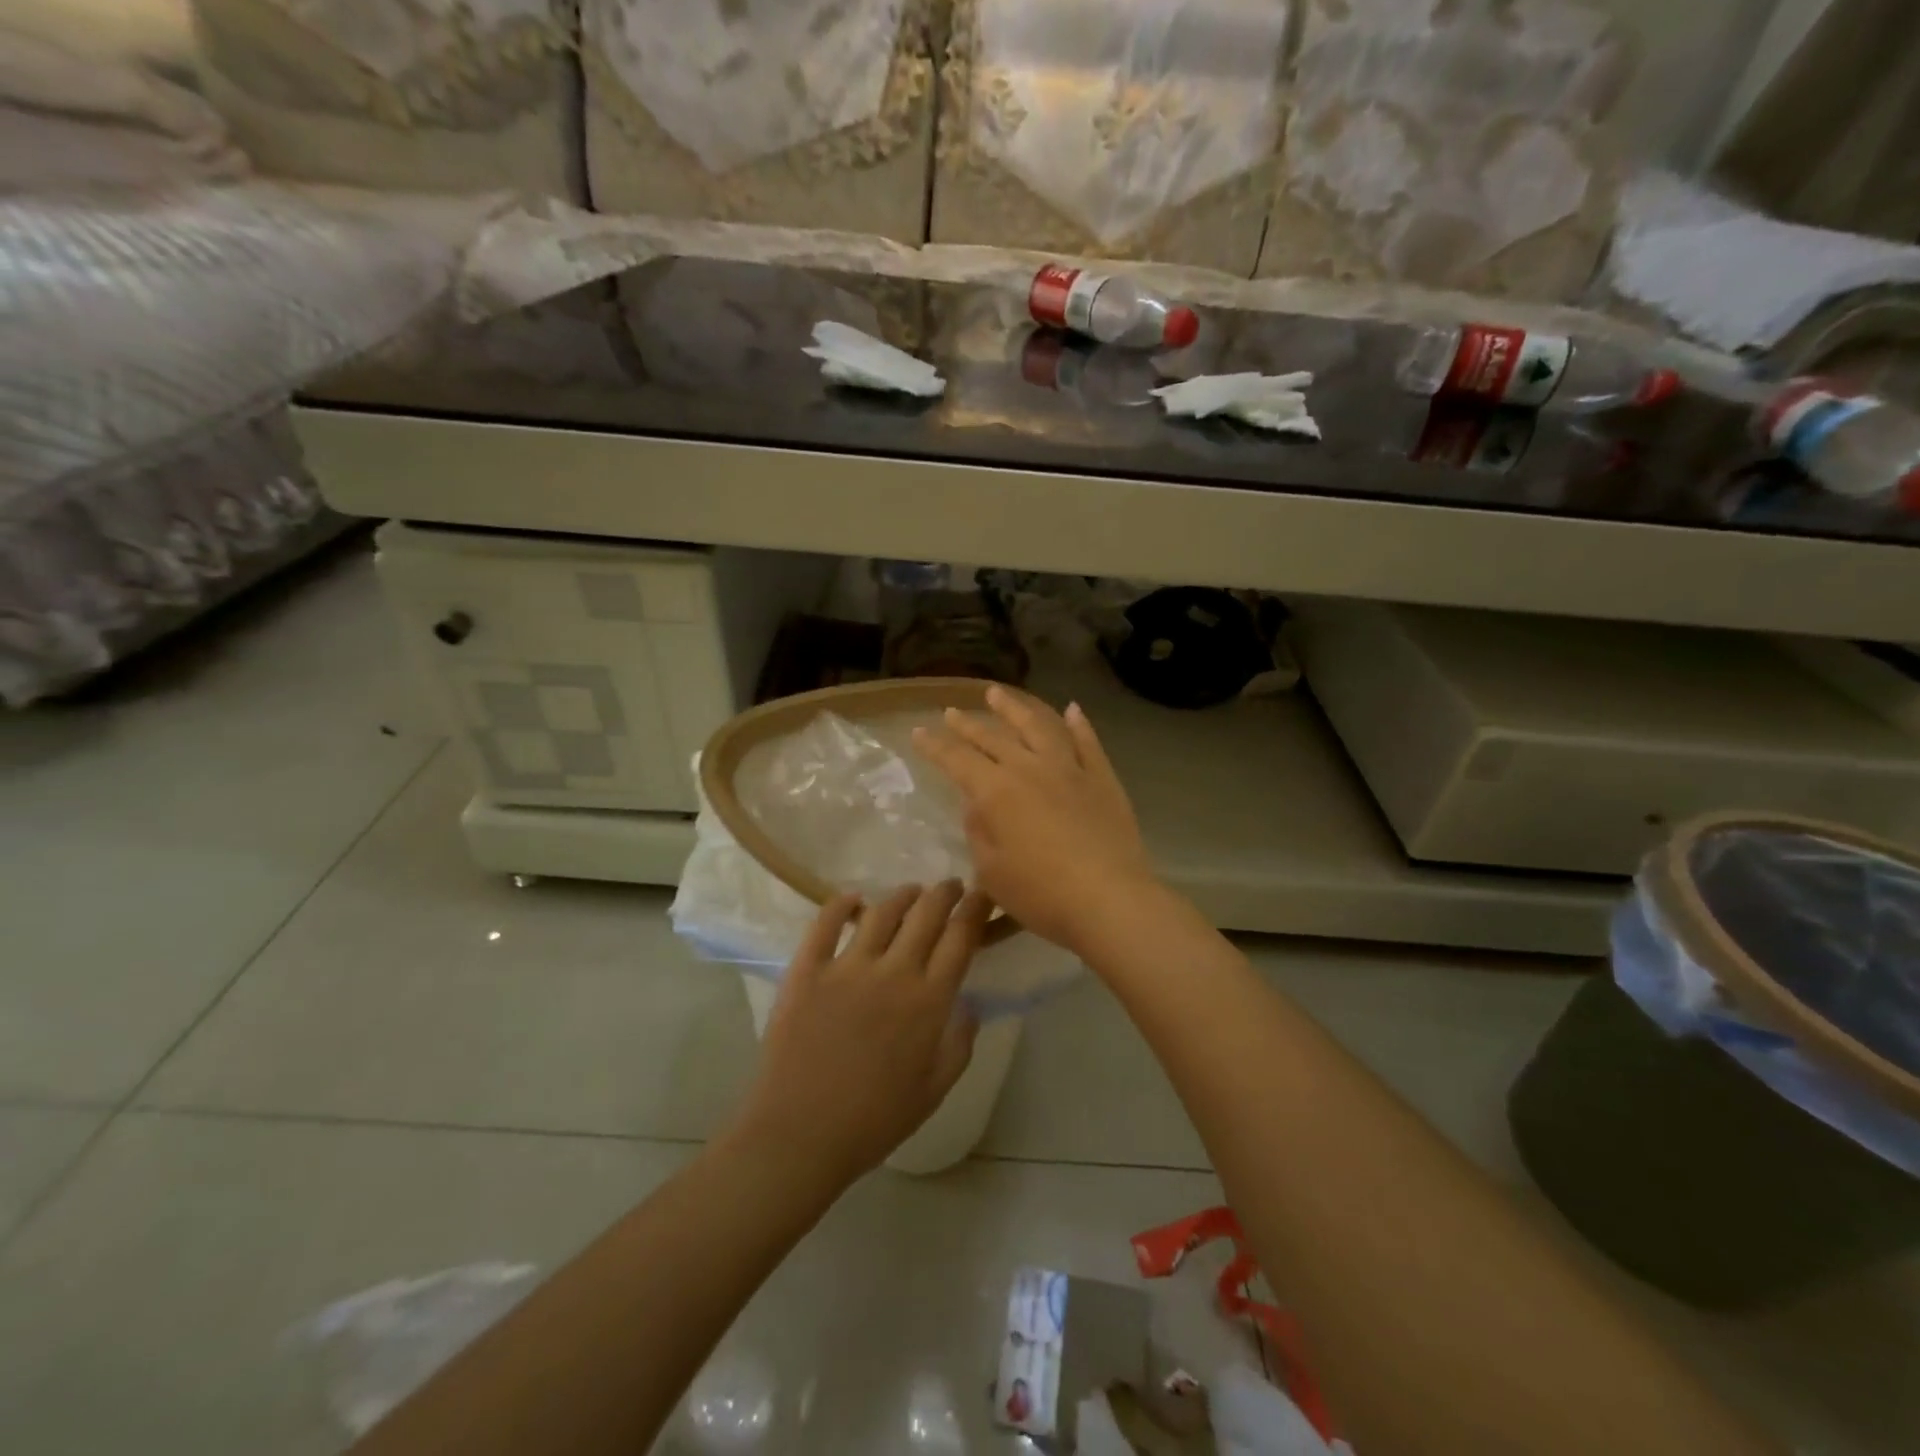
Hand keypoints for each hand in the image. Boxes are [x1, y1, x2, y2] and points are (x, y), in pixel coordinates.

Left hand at [734, 882, 988, 1184]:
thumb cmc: (874, 1120)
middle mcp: (893, 972)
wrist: (801, 1135)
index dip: (975, 911)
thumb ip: (959, 1045)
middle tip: (951, 886)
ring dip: (902, 895)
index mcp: (928, 1002)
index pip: (960, 939)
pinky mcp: (807, 970)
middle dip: (944, 893)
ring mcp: (847, 967)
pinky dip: (841, 904)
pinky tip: (852, 898)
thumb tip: (970, 1006)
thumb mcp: (934, 1092)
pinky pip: (825, 924)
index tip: (982, 895)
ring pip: (881, 912)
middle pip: (926, 915)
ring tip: (912, 891)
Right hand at [914, 686, 1157, 955]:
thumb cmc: (1042, 894)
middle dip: (968, 725)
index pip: (957, 760)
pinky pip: (1086, 742)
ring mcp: (1069, 769)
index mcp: (996, 791)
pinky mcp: (1101, 778)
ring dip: (1014, 709)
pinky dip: (1077, 724)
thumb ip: (979, 832)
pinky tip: (1071, 710)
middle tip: (952, 712)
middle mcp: (1029, 769)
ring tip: (997, 693)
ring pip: (1038, 727)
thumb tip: (976, 805)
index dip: (935, 746)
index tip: (919, 732)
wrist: (1110, 900)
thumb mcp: (992, 872)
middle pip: (993, 738)